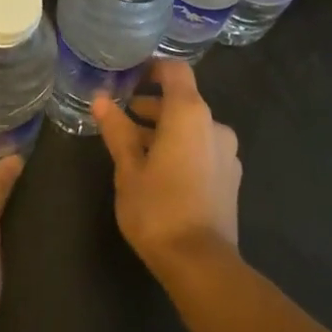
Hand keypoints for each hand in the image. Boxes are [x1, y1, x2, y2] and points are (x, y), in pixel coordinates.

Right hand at [93, 59, 241, 278]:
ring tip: (135, 148)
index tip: (128, 78)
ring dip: (166, 130)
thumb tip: (101, 99)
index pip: (175, 70)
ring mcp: (227, 152)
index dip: (152, 68)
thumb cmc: (158, 209)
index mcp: (190, 114)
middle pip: (183, 100)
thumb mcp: (128, 168)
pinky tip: (160, 172)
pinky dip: (182, 148)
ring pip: (192, 127)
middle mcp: (214, 125)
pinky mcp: (231, 177)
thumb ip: (117, 130)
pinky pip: (203, 148)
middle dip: (152, 105)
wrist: (201, 264)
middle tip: (122, 118)